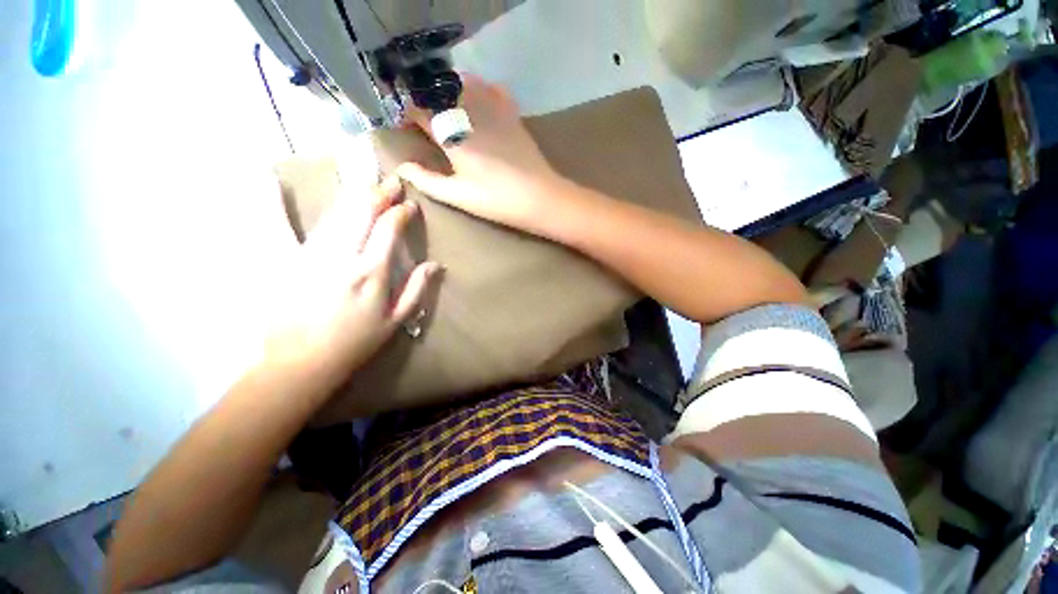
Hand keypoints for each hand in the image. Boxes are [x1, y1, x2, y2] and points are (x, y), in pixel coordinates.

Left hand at [266, 176, 439, 379]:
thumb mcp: (396, 321)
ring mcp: (309, 254)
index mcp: (372, 273)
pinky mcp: (284, 259)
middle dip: (379, 193)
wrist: (301, 361)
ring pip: (334, 213)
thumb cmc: (356, 342)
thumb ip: (417, 289)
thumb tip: (436, 264)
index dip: (401, 212)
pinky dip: (273, 201)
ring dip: (353, 195)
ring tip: (366, 184)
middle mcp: (342, 256)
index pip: (389, 229)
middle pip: (362, 212)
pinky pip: (278, 224)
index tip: (410, 206)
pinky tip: (267, 178)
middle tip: (391, 182)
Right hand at [394, 74, 568, 233]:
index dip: (407, 113)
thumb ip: (428, 180)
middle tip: (424, 116)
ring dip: (448, 90)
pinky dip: (478, 88)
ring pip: (463, 82)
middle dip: (425, 99)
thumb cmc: (497, 201)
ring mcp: (493, 109)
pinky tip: (477, 101)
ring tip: (445, 107)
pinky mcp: (511, 113)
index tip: (405, 124)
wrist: (539, 197)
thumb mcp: (459, 196)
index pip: (419, 109)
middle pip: (438, 91)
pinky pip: (491, 87)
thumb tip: (402, 167)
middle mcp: (469, 112)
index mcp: (452, 134)